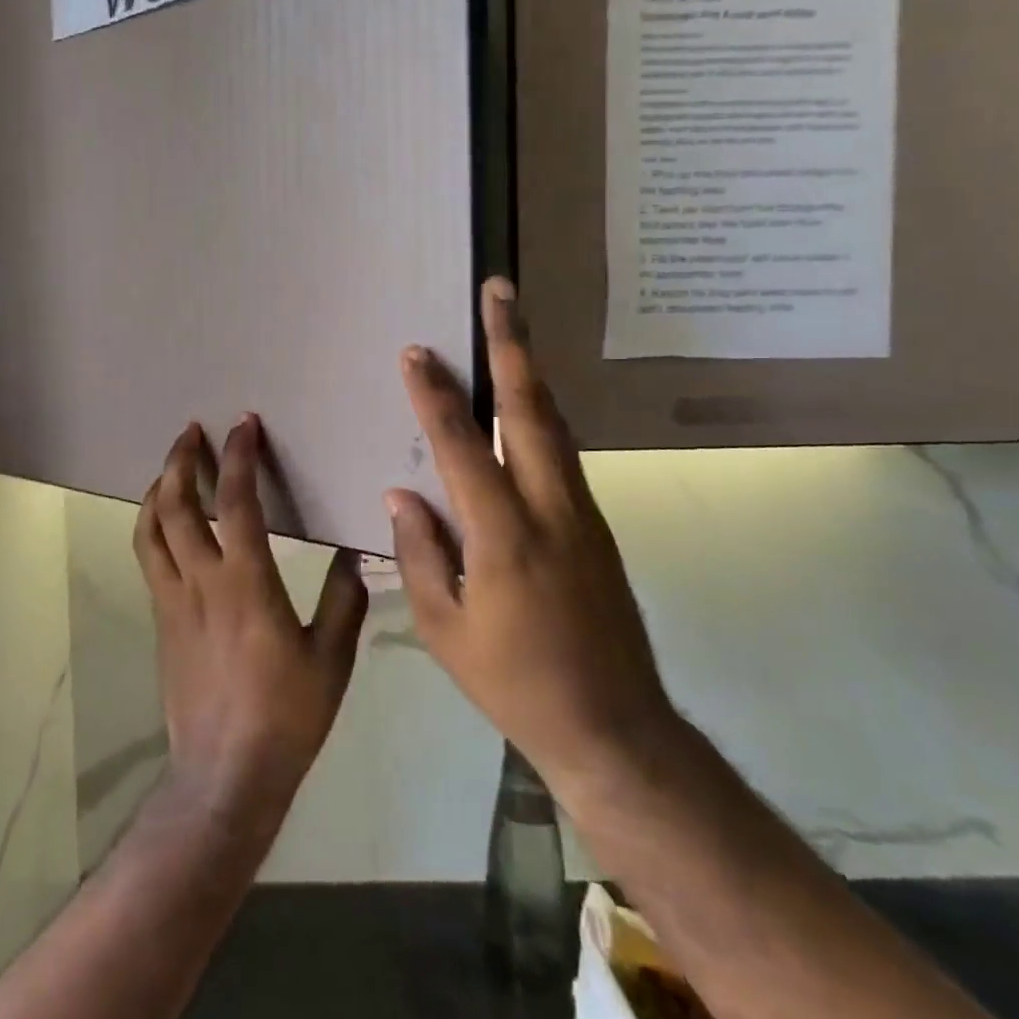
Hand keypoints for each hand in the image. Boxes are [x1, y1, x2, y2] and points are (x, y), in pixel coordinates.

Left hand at [134, 418, 368, 841]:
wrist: (224, 776)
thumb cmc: (286, 716)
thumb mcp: (331, 659)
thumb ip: (344, 600)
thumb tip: (352, 555)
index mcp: (246, 583)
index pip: (236, 502)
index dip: (239, 458)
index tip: (243, 425)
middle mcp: (200, 582)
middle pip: (175, 505)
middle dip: (181, 460)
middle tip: (193, 432)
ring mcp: (172, 601)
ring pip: (149, 529)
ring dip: (158, 488)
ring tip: (172, 466)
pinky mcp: (160, 621)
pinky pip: (149, 558)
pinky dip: (153, 525)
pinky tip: (167, 523)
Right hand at [386, 279, 683, 807]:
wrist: (615, 728)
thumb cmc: (516, 683)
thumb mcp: (444, 630)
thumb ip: (419, 554)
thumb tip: (402, 494)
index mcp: (504, 536)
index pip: (462, 446)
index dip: (437, 395)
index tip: (418, 352)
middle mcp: (550, 507)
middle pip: (530, 408)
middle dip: (512, 343)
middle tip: (500, 291)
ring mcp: (582, 511)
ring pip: (554, 422)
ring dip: (531, 369)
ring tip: (511, 326)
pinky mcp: (597, 523)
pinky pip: (562, 451)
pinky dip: (540, 412)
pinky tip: (524, 402)